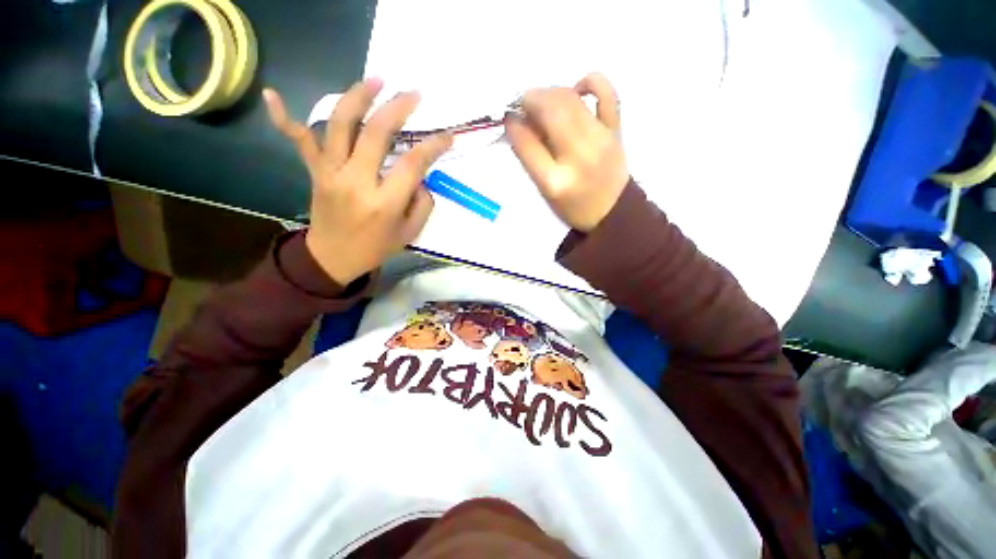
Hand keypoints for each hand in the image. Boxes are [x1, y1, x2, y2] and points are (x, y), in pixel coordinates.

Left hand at [263, 80, 452, 285]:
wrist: (333, 258)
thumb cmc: (376, 248)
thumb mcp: (410, 232)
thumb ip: (422, 204)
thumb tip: (420, 178)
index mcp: (384, 202)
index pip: (413, 164)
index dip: (433, 146)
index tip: (448, 136)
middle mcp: (356, 181)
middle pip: (377, 133)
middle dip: (398, 108)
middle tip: (413, 94)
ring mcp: (331, 172)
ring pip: (340, 124)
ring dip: (358, 96)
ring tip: (375, 79)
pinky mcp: (315, 171)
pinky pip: (299, 141)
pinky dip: (284, 117)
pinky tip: (272, 94)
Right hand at [505, 73, 628, 231]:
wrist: (612, 210)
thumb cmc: (573, 205)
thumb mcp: (545, 190)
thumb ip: (530, 158)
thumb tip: (518, 122)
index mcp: (555, 181)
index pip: (527, 144)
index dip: (513, 125)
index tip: (508, 118)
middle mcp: (578, 156)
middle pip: (550, 111)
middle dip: (531, 100)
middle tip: (524, 106)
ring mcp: (600, 139)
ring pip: (570, 99)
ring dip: (550, 92)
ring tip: (543, 102)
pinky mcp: (616, 129)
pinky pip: (607, 92)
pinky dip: (589, 82)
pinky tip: (577, 90)